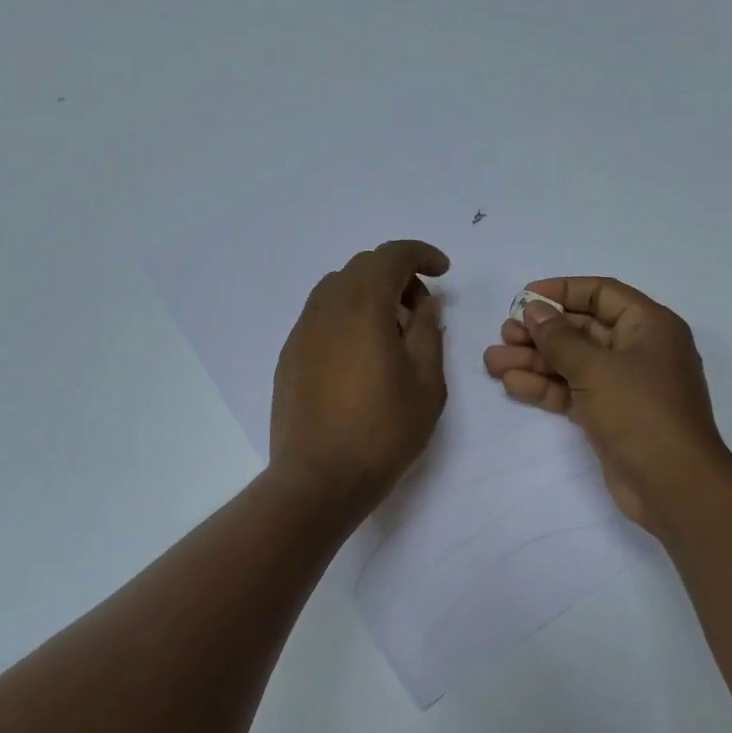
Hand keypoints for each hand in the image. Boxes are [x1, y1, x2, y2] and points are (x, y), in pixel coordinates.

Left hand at [269, 240, 449, 516]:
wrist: (319, 478)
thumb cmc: (383, 431)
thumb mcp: (426, 383)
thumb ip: (428, 333)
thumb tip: (425, 305)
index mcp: (362, 306)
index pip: (391, 256)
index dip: (421, 254)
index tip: (443, 272)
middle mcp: (325, 308)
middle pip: (361, 268)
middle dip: (396, 276)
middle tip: (420, 309)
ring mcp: (301, 332)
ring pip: (337, 290)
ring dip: (368, 296)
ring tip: (391, 333)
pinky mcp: (289, 357)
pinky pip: (321, 318)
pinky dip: (346, 318)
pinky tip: (361, 355)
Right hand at [483, 276, 731, 532]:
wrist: (672, 484)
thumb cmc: (641, 413)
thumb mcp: (596, 368)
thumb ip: (560, 338)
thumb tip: (534, 310)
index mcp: (649, 326)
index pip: (601, 294)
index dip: (562, 291)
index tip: (523, 298)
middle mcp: (637, 350)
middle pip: (582, 329)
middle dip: (541, 331)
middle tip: (503, 334)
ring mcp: (622, 386)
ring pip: (572, 363)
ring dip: (534, 360)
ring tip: (492, 362)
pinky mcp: (608, 415)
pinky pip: (571, 392)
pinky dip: (544, 387)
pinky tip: (511, 383)